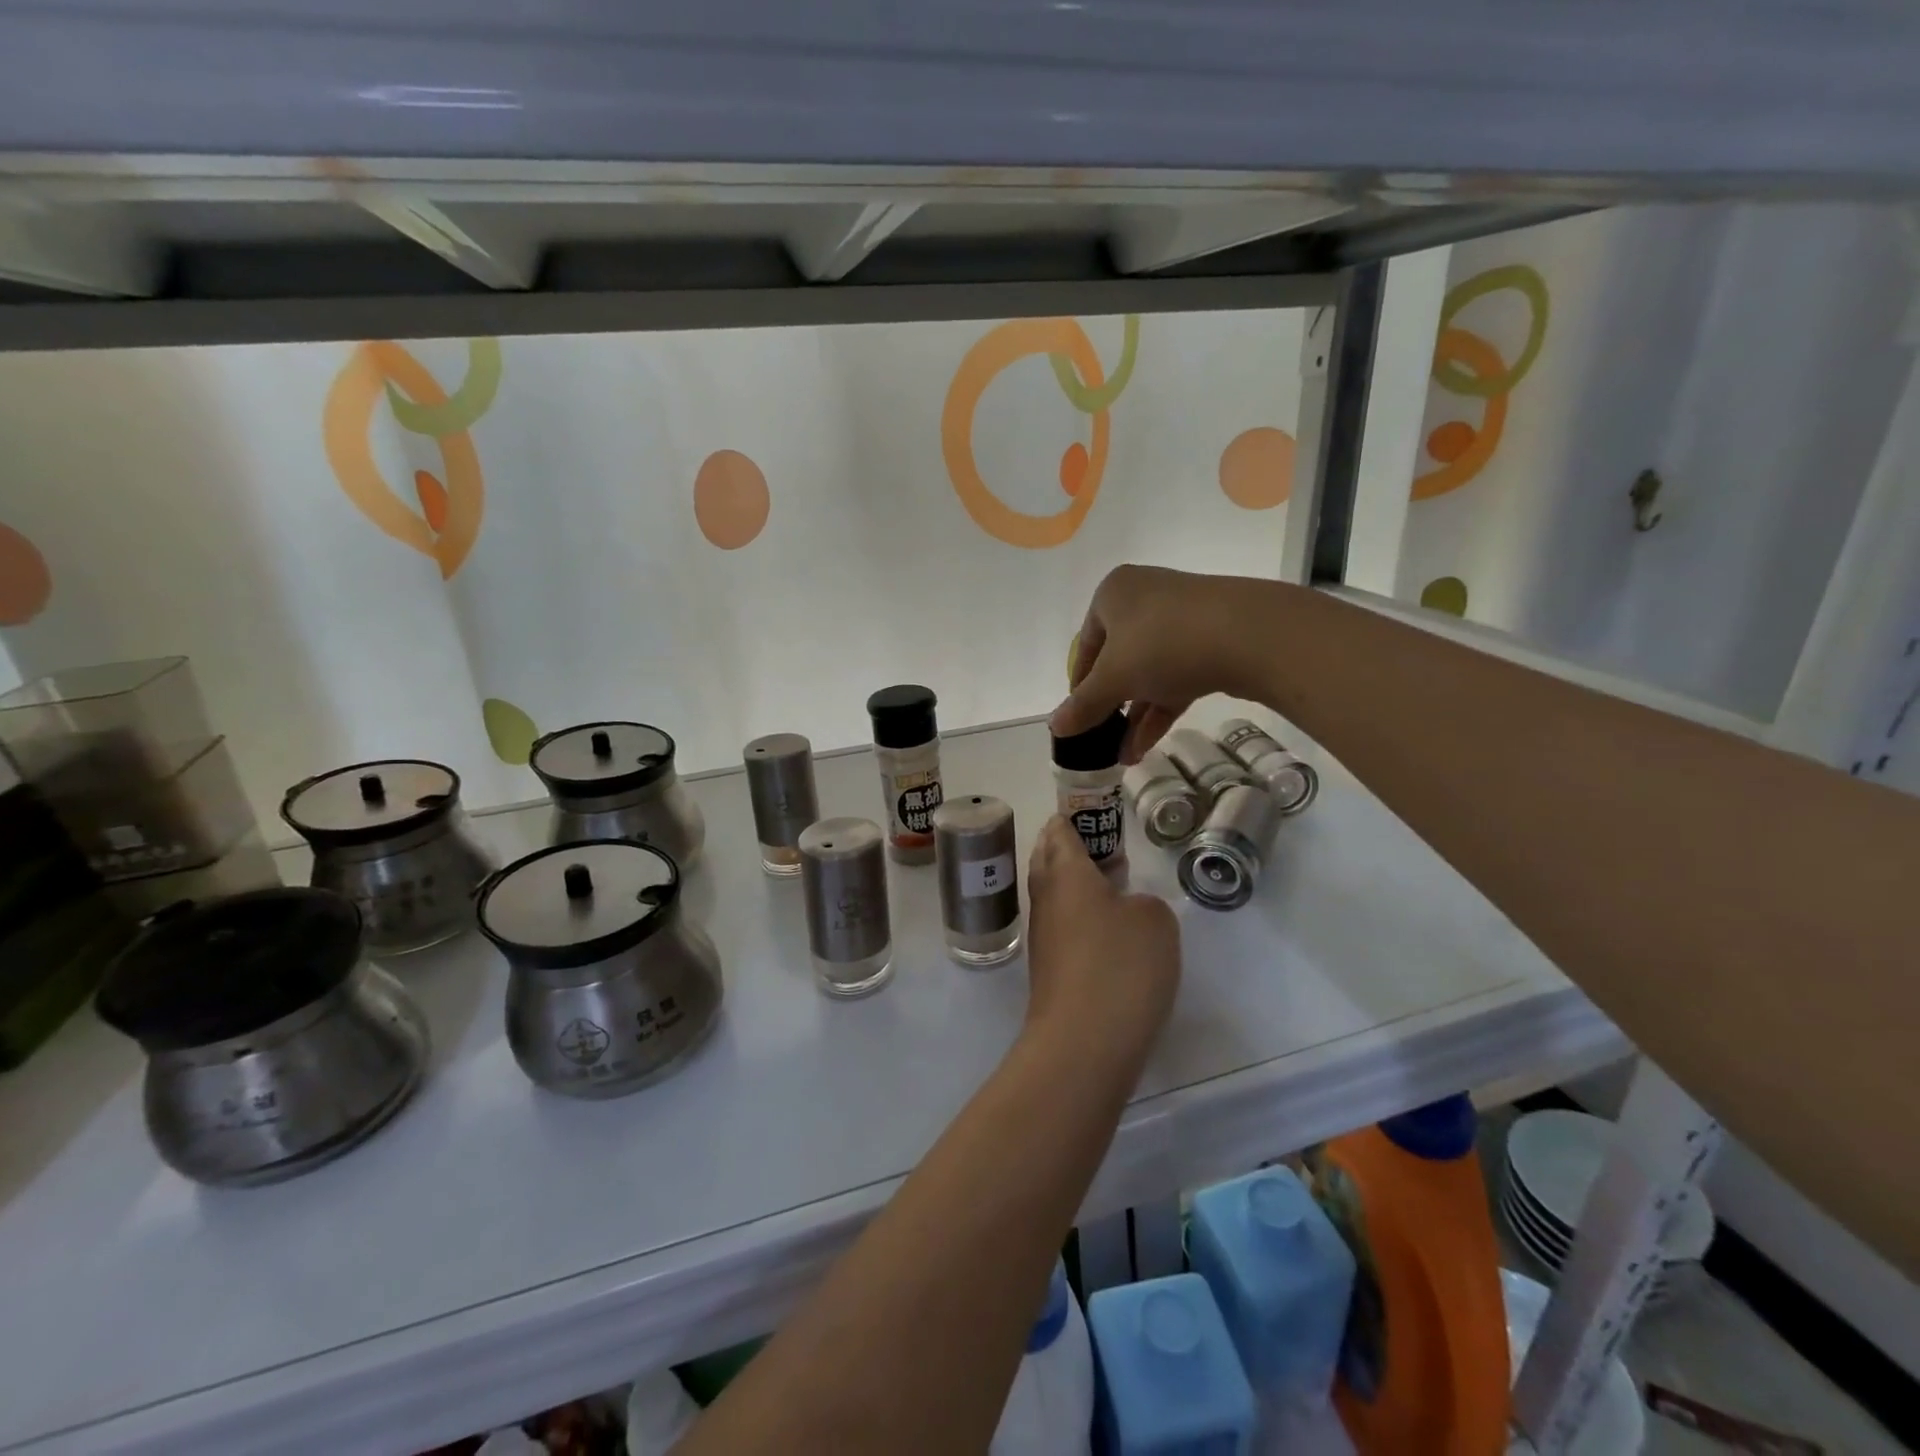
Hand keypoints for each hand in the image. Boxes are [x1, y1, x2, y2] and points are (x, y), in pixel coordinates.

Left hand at [1023, 816, 1180, 1067]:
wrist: (1084, 1042)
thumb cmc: (1120, 964)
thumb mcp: (1155, 920)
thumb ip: (1143, 901)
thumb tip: (1125, 910)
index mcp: (1064, 871)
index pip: (1059, 830)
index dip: (1075, 817)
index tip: (1096, 813)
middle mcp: (1045, 897)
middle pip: (1048, 858)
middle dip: (1069, 848)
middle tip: (1105, 847)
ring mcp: (1043, 935)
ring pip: (1054, 895)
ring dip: (1076, 885)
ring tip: (1112, 886)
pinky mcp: (1049, 968)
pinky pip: (1062, 927)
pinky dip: (1080, 918)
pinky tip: (1108, 932)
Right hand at [1053, 565, 1277, 761]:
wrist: (1252, 634)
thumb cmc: (1165, 644)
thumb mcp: (1114, 678)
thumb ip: (1084, 705)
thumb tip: (1054, 728)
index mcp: (1114, 594)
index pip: (1085, 644)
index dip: (1080, 684)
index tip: (1079, 717)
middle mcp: (1146, 598)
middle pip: (1119, 659)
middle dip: (1111, 706)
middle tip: (1102, 739)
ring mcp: (1183, 618)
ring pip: (1150, 672)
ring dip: (1135, 716)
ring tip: (1124, 756)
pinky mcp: (1213, 640)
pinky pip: (1176, 676)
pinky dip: (1160, 709)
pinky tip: (1146, 746)